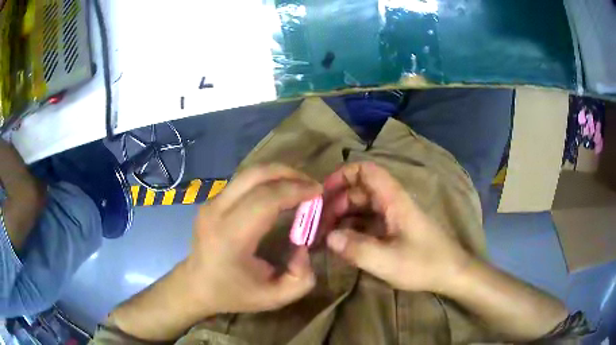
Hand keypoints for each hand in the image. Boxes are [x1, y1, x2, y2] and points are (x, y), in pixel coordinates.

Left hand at [186, 165, 320, 314]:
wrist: (196, 285)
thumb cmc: (233, 294)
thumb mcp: (275, 298)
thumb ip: (301, 278)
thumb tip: (304, 245)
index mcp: (230, 237)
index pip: (265, 199)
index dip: (295, 190)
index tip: (318, 192)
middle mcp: (217, 212)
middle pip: (256, 175)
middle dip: (289, 174)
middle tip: (312, 185)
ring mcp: (211, 203)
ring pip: (249, 173)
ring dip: (278, 174)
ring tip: (300, 185)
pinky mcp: (212, 200)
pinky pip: (243, 181)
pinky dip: (266, 180)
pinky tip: (280, 191)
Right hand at [322, 162, 470, 292]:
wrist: (451, 273)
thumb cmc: (424, 264)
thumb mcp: (388, 261)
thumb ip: (357, 248)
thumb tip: (327, 237)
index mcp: (393, 199)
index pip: (366, 171)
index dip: (342, 175)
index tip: (322, 194)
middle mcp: (391, 202)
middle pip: (358, 191)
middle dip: (335, 204)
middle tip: (317, 226)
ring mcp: (392, 217)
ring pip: (361, 208)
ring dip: (341, 219)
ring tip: (323, 238)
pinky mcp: (392, 230)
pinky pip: (366, 223)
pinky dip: (351, 230)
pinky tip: (340, 245)